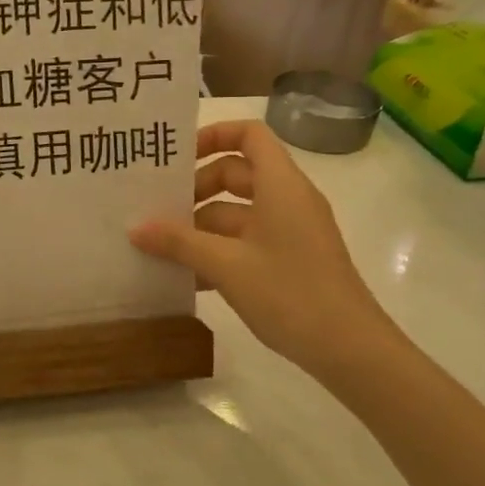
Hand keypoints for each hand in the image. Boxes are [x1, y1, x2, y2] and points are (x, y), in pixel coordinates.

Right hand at [130, 119, 394, 376]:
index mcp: (280, 185)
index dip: (213, 135)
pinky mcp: (289, 259)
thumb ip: (179, 242)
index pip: (249, 135)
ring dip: (201, 226)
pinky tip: (188, 276)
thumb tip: (135, 228)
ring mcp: (290, 231)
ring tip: (161, 247)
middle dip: (196, 189)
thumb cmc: (289, 293)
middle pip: (236, 174)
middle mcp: (287, 199)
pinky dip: (218, 250)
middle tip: (159, 211)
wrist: (350, 350)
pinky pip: (246, 241)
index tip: (177, 158)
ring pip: (237, 212)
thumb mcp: (226, 265)